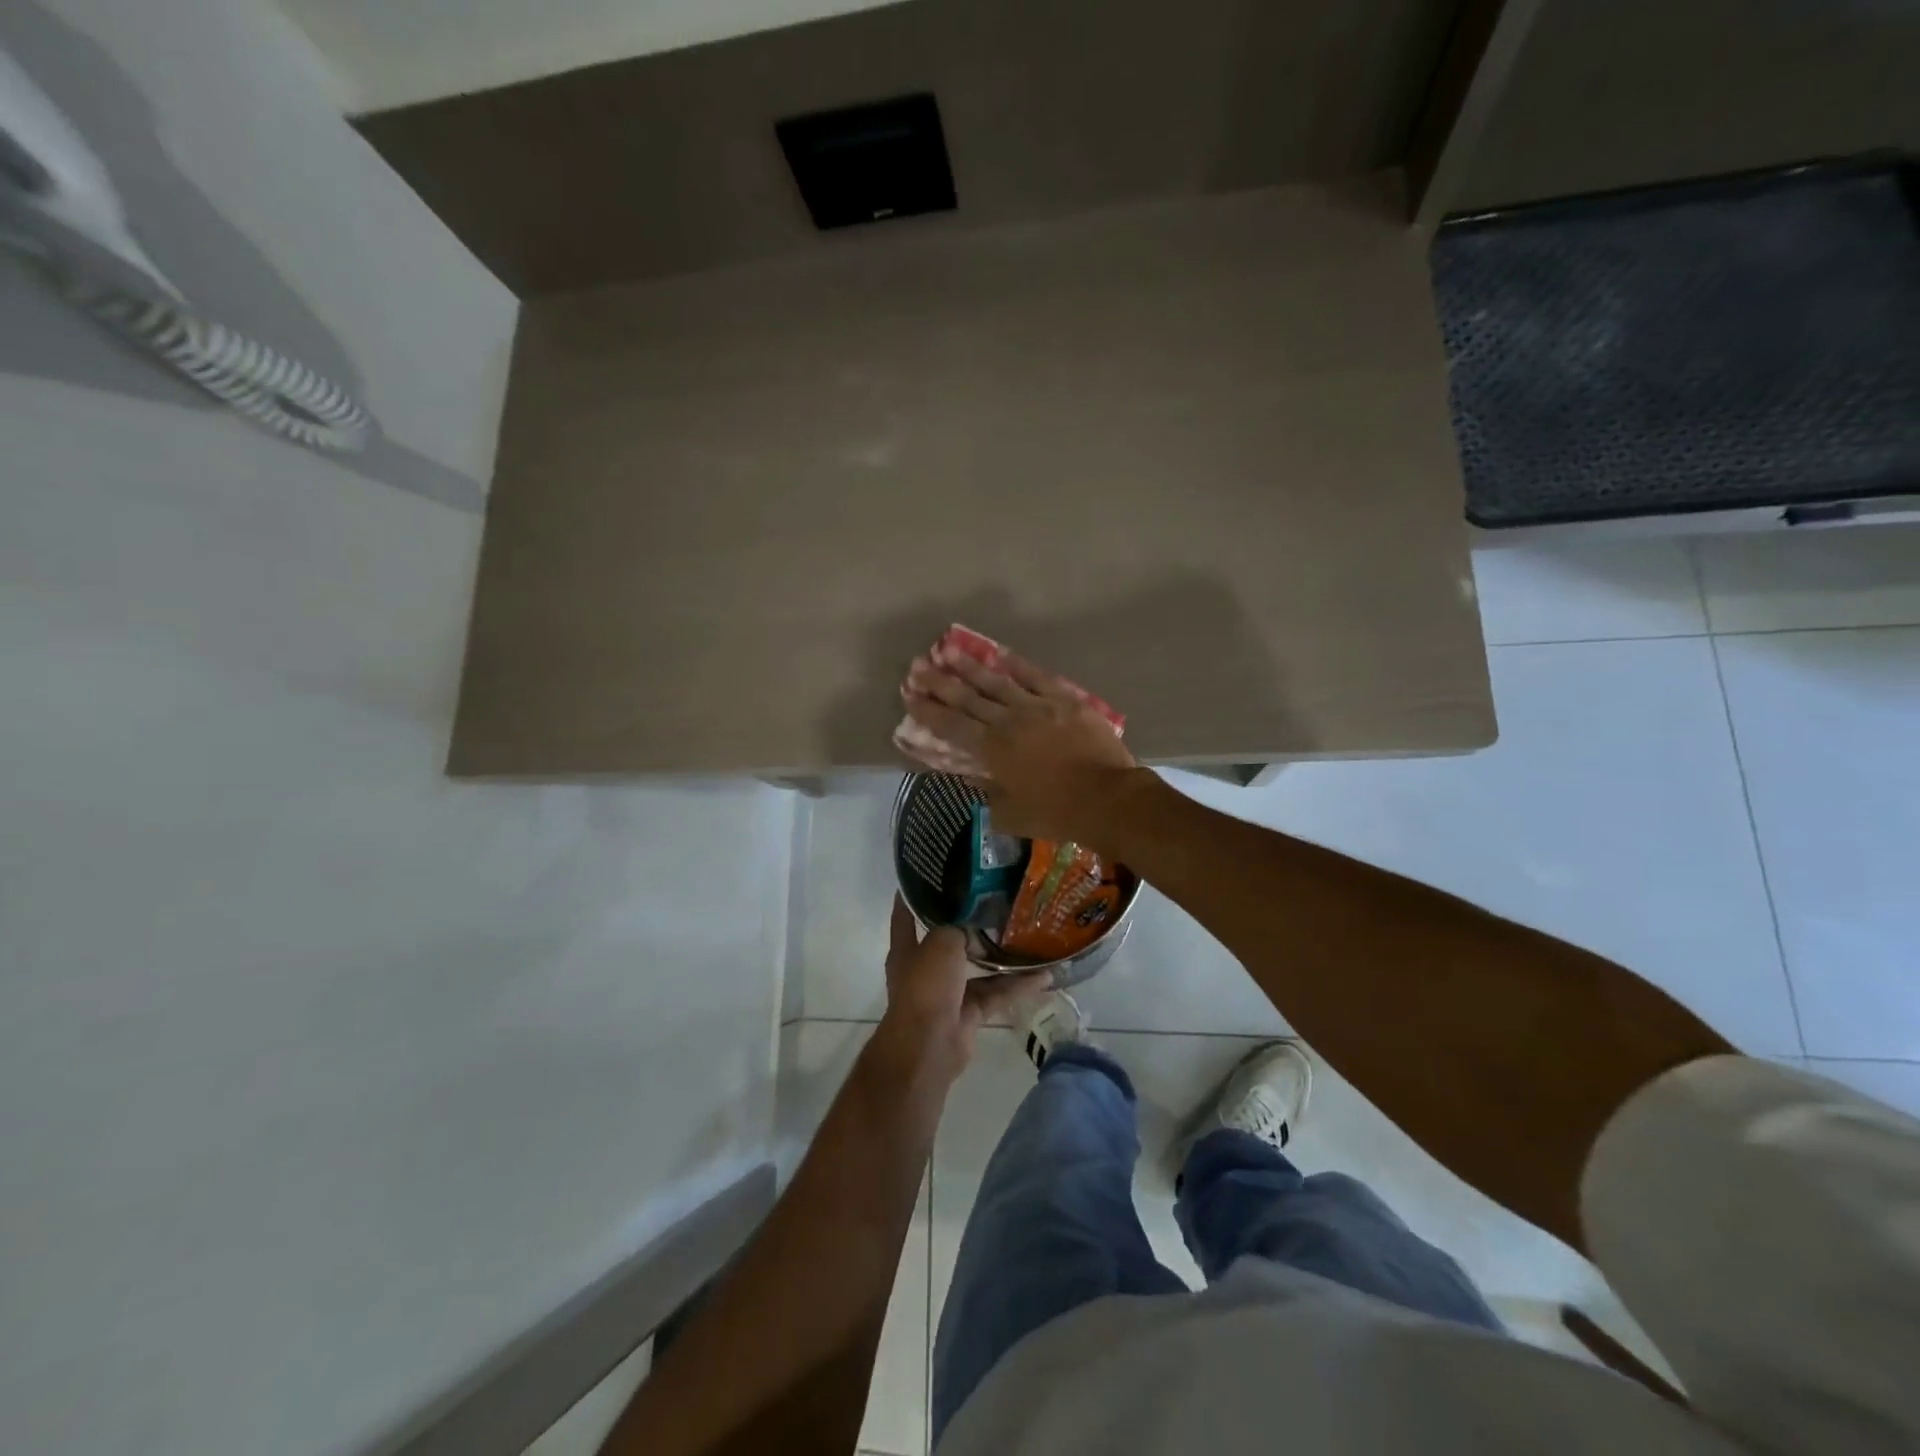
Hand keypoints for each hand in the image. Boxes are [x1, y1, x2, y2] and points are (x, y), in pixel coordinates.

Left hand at [879, 896, 1044, 1082]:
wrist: (928, 1045)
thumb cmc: (926, 985)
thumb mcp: (941, 942)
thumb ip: (960, 929)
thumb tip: (979, 932)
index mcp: (908, 949)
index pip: (906, 915)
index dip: (914, 896)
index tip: (929, 875)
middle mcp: (925, 969)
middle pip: (950, 941)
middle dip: (971, 926)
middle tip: (997, 903)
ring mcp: (948, 993)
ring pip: (979, 969)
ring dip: (1001, 957)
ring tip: (1029, 936)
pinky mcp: (969, 1014)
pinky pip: (996, 993)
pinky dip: (1017, 986)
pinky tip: (1045, 975)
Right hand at [902, 649, 1145, 843]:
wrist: (1108, 798)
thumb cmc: (1058, 813)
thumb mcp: (1013, 815)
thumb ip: (989, 796)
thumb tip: (974, 780)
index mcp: (993, 751)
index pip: (951, 726)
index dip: (928, 711)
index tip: (909, 696)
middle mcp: (1008, 722)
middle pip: (968, 698)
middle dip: (940, 682)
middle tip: (917, 666)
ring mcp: (1037, 706)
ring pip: (997, 681)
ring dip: (970, 666)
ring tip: (948, 649)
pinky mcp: (1064, 699)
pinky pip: (1036, 676)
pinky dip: (1016, 664)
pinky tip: (999, 653)